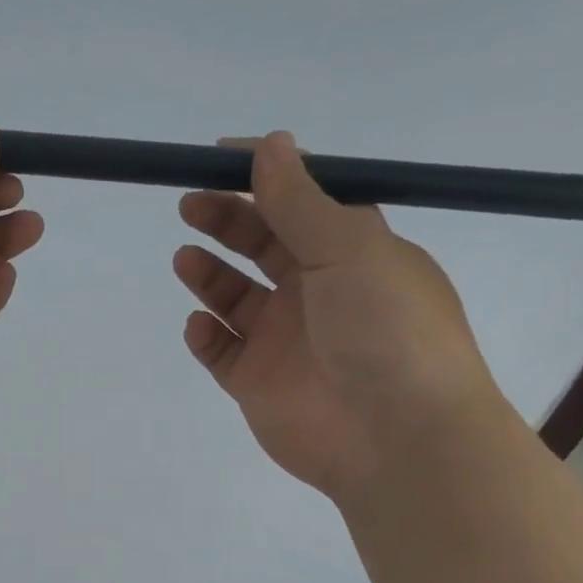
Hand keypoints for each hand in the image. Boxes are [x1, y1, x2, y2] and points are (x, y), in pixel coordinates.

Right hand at [173, 130, 496, 500]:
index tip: (220, 158)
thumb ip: (301, 202)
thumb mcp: (350, 251)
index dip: (264, 179)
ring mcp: (284, 340)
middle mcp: (317, 292)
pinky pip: (220, 351)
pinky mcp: (257, 383)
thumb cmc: (386, 331)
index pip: (302, 204)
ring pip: (235, 297)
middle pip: (262, 245)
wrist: (397, 439)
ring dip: (209, 273)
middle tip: (191, 203)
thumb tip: (271, 143)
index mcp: (352, 254)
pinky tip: (201, 325)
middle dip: (227, 220)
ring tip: (186, 258)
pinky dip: (205, 334)